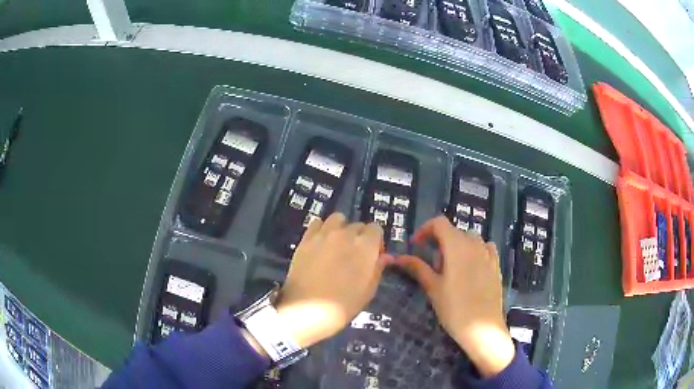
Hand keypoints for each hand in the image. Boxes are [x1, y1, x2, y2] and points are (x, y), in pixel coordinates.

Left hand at [276, 213, 389, 348]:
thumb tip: (385, 257)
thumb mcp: (368, 291)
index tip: (372, 256)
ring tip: (336, 245)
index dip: (375, 241)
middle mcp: (346, 234)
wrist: (307, 311)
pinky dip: (321, 229)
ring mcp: (324, 234)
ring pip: (337, 219)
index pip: (376, 229)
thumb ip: (377, 269)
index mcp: (365, 246)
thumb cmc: (343, 305)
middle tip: (353, 256)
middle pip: (357, 225)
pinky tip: (320, 243)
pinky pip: (317, 223)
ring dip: (341, 228)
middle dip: (359, 237)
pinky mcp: (306, 239)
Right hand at [396, 216, 514, 376]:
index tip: (416, 245)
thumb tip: (398, 257)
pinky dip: (475, 251)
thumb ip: (418, 268)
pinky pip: (485, 248)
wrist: (482, 328)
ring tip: (451, 269)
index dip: (425, 230)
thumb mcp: (433, 288)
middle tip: (432, 266)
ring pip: (470, 239)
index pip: (439, 223)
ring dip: (457, 246)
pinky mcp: (496, 265)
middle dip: (440, 242)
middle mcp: (474, 244)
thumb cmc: (454, 308)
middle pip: (454, 232)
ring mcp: (488, 254)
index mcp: (456, 246)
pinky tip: (471, 267)